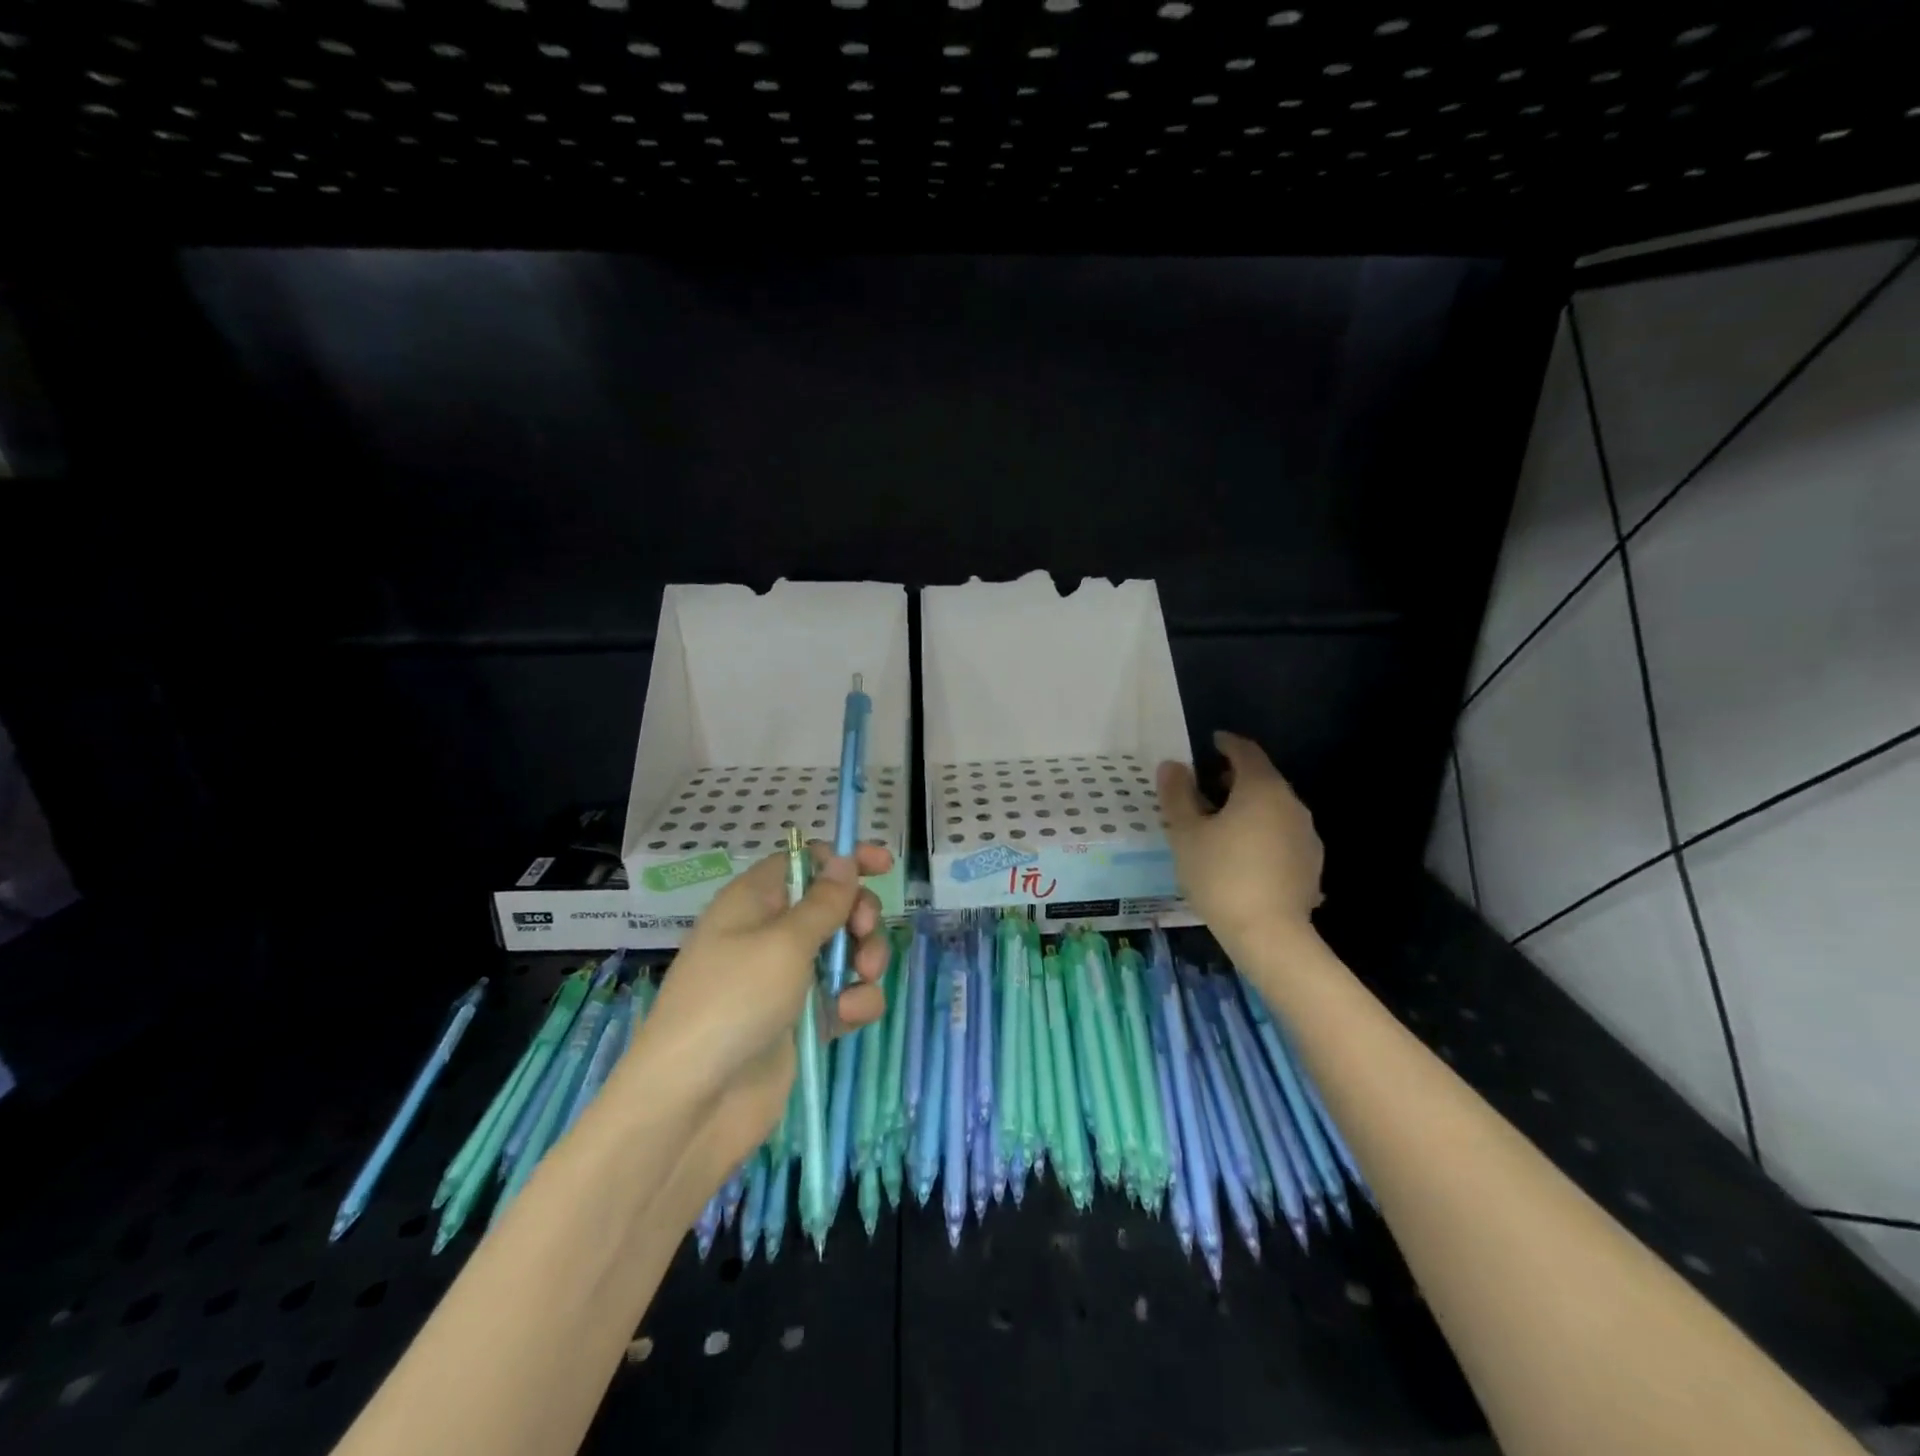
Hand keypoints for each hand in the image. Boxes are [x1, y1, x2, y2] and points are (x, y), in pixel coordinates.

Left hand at [630, 844, 892, 1183]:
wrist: (694, 1103)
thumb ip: (824, 902)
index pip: (803, 862)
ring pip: (844, 951)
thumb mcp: (783, 942)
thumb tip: (844, 860)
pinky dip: (855, 1001)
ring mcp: (787, 980)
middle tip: (864, 931)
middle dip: (859, 914)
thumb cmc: (734, 1001)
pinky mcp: (802, 1021)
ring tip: (863, 977)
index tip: (884, 864)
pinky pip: (842, 996)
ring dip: (864, 958)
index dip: (842, 859)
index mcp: (755, 902)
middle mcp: (770, 935)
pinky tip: (852, 1015)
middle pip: (832, 905)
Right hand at [1158, 731, 1324, 952]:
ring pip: (1274, 808)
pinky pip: (1282, 835)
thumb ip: (1177, 795)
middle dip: (1234, 778)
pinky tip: (1244, 856)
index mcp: (1261, 788)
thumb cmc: (1220, 875)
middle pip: (1262, 779)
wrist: (1269, 935)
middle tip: (1206, 788)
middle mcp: (1291, 803)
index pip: (1245, 751)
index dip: (1226, 743)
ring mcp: (1306, 834)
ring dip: (1249, 808)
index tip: (1210, 742)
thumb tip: (1172, 765)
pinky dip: (1263, 833)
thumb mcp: (1186, 833)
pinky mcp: (1312, 864)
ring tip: (1222, 825)